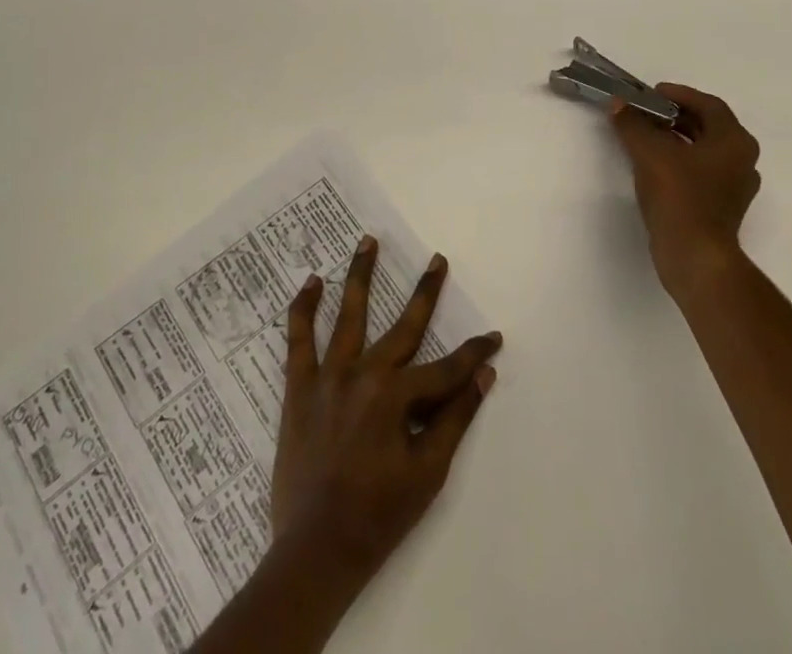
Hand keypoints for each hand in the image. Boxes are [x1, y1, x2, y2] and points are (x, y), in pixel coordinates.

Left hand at [270, 236, 502, 594]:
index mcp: (397, 396)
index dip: (473, 352)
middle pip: (403, 325)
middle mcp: (364, 373)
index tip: (493, 337)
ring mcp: (328, 376)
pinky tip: (311, 282)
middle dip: (425, 292)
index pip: (447, 368)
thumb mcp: (428, 472)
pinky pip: (299, 338)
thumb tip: (483, 373)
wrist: (315, 551)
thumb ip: (455, 418)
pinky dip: (303, 308)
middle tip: (438, 259)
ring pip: (348, 314)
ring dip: (360, 275)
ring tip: (368, 240)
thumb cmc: (378, 516)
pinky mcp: (299, 386)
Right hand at [608, 84, 761, 302]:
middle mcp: (742, 160)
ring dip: (676, 138)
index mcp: (734, 141)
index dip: (679, 94)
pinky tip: (654, 164)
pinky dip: (680, 160)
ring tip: (645, 135)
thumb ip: (633, 123)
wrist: (695, 255)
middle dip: (675, 115)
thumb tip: (619, 105)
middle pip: (708, 126)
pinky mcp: (722, 206)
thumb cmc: (679, 195)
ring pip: (704, 150)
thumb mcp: (649, 152)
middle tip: (646, 111)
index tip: (652, 93)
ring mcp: (734, 186)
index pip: (709, 105)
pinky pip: (701, 171)